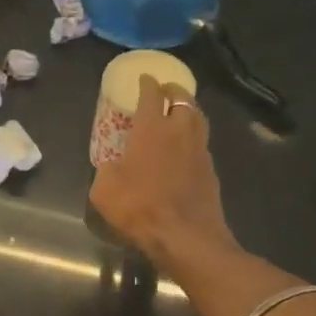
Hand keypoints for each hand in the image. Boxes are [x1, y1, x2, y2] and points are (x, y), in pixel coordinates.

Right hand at [90, 75, 236, 272]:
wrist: (185, 236)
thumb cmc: (139, 208)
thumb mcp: (104, 191)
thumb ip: (106, 171)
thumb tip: (111, 167)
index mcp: (151, 129)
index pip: (151, 95)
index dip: (147, 84)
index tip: (144, 79)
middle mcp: (179, 131)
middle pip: (182, 99)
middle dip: (173, 90)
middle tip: (165, 91)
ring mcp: (200, 150)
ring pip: (198, 118)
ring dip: (188, 110)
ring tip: (179, 112)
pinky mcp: (211, 170)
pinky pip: (202, 143)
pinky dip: (194, 137)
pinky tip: (186, 147)